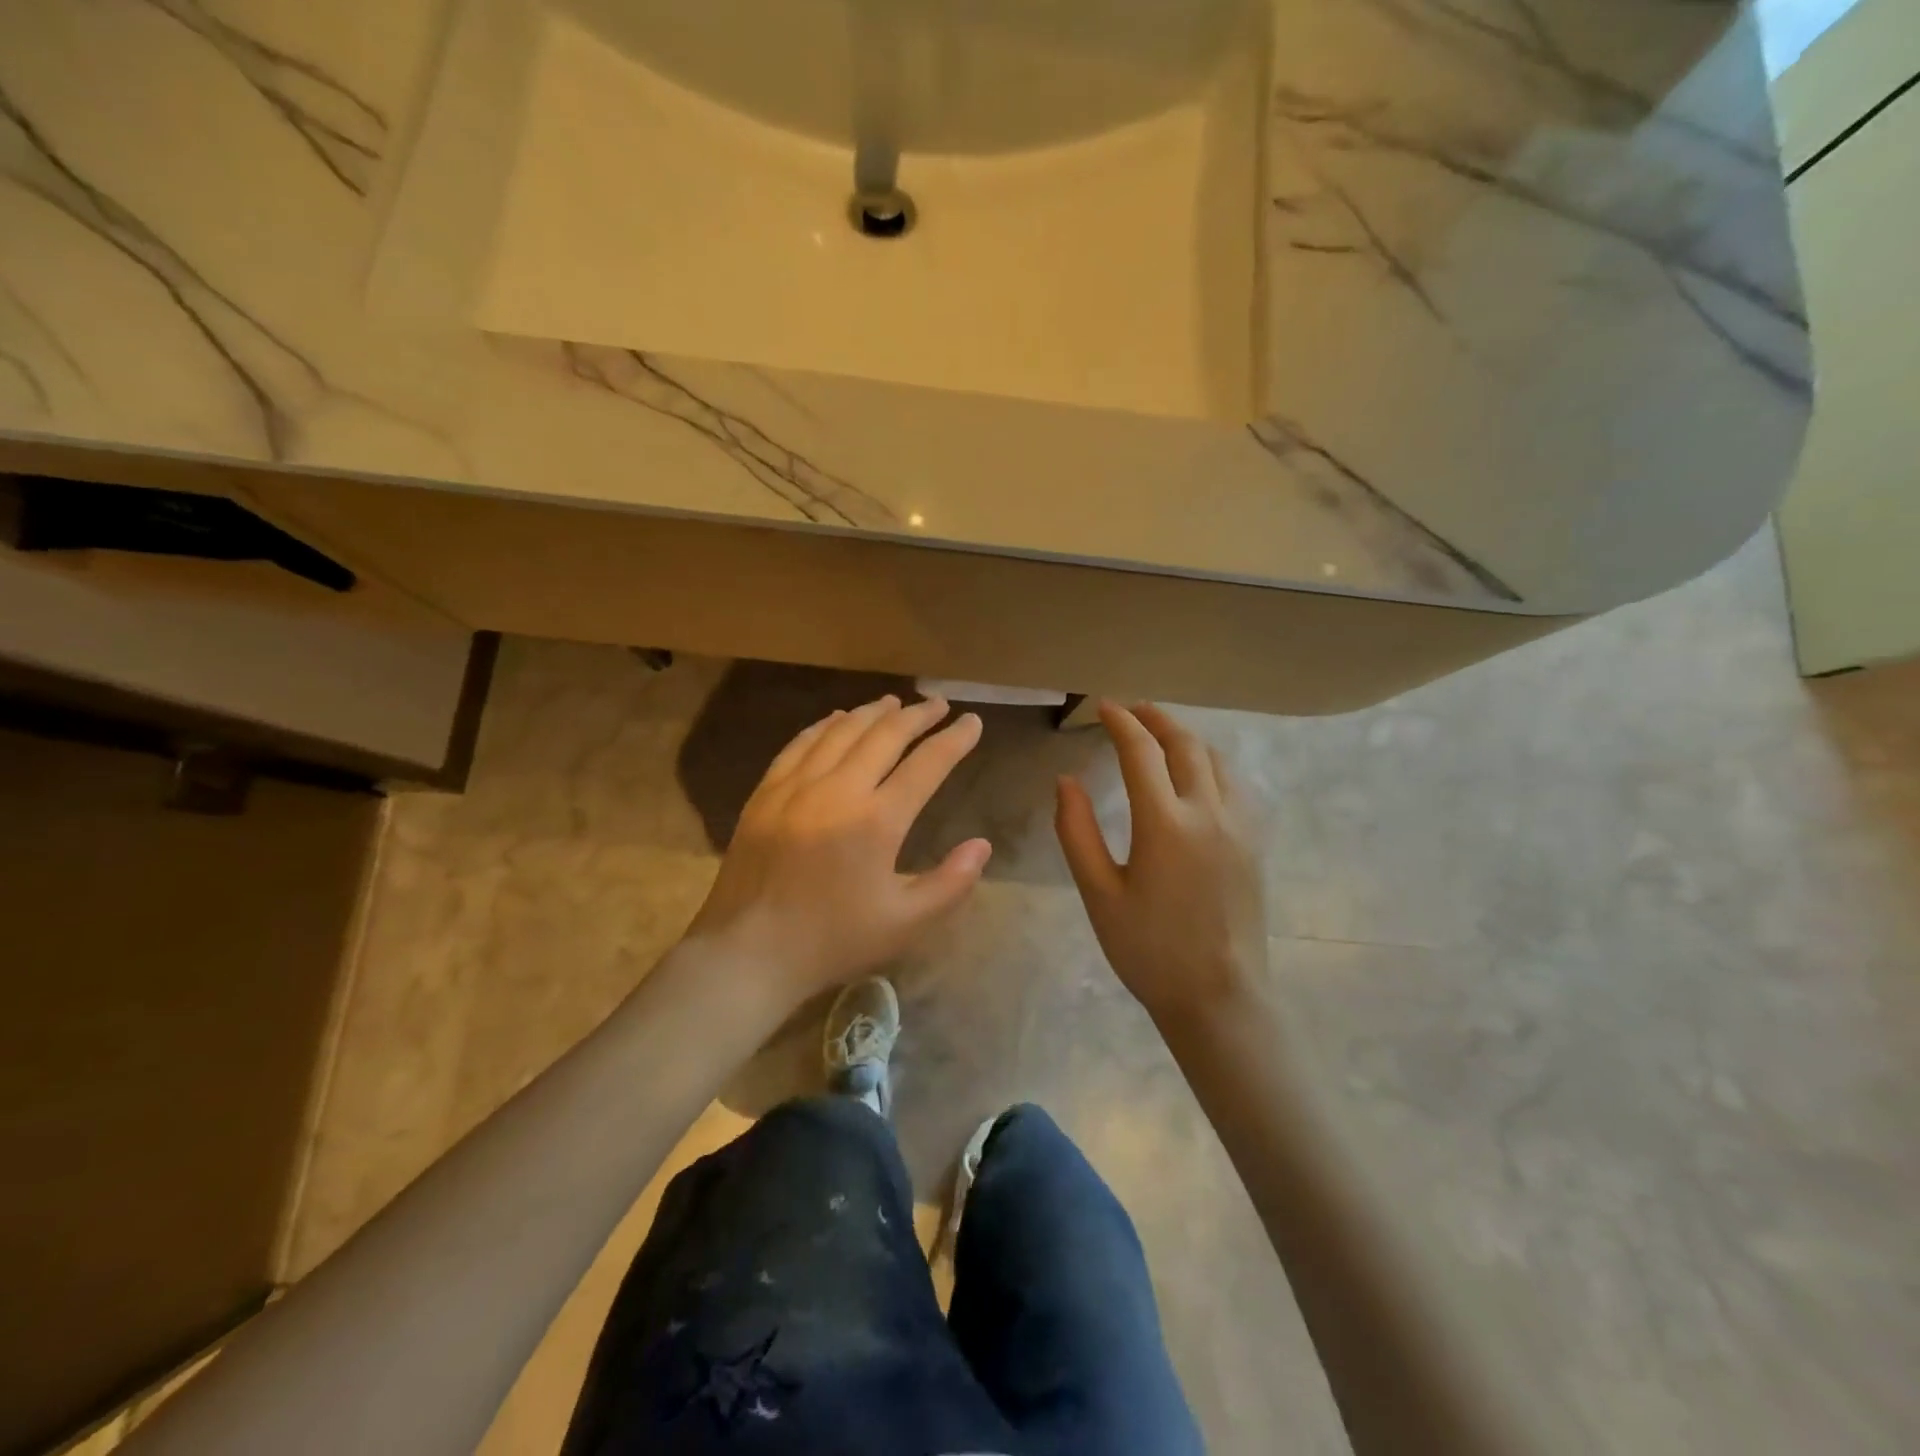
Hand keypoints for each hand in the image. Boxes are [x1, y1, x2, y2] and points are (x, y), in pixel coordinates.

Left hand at [687, 694, 991, 1003]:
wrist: (747, 953)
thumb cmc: (832, 940)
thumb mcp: (905, 924)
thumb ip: (951, 883)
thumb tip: (982, 845)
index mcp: (877, 820)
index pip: (927, 765)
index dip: (954, 740)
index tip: (972, 722)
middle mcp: (838, 789)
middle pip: (885, 735)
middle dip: (917, 716)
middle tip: (938, 704)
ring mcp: (796, 786)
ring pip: (842, 731)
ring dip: (873, 712)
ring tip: (895, 703)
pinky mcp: (766, 792)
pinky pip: (800, 744)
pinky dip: (825, 725)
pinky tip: (837, 719)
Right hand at [1056, 701, 1267, 1022]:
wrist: (1218, 997)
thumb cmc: (1148, 949)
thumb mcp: (1099, 894)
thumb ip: (1077, 832)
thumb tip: (1067, 781)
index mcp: (1165, 824)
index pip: (1141, 753)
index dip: (1120, 722)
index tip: (1103, 706)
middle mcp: (1209, 813)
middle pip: (1185, 744)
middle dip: (1156, 719)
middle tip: (1131, 710)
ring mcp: (1240, 826)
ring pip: (1216, 759)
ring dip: (1186, 737)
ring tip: (1161, 735)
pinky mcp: (1256, 842)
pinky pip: (1236, 783)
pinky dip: (1212, 762)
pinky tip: (1198, 773)